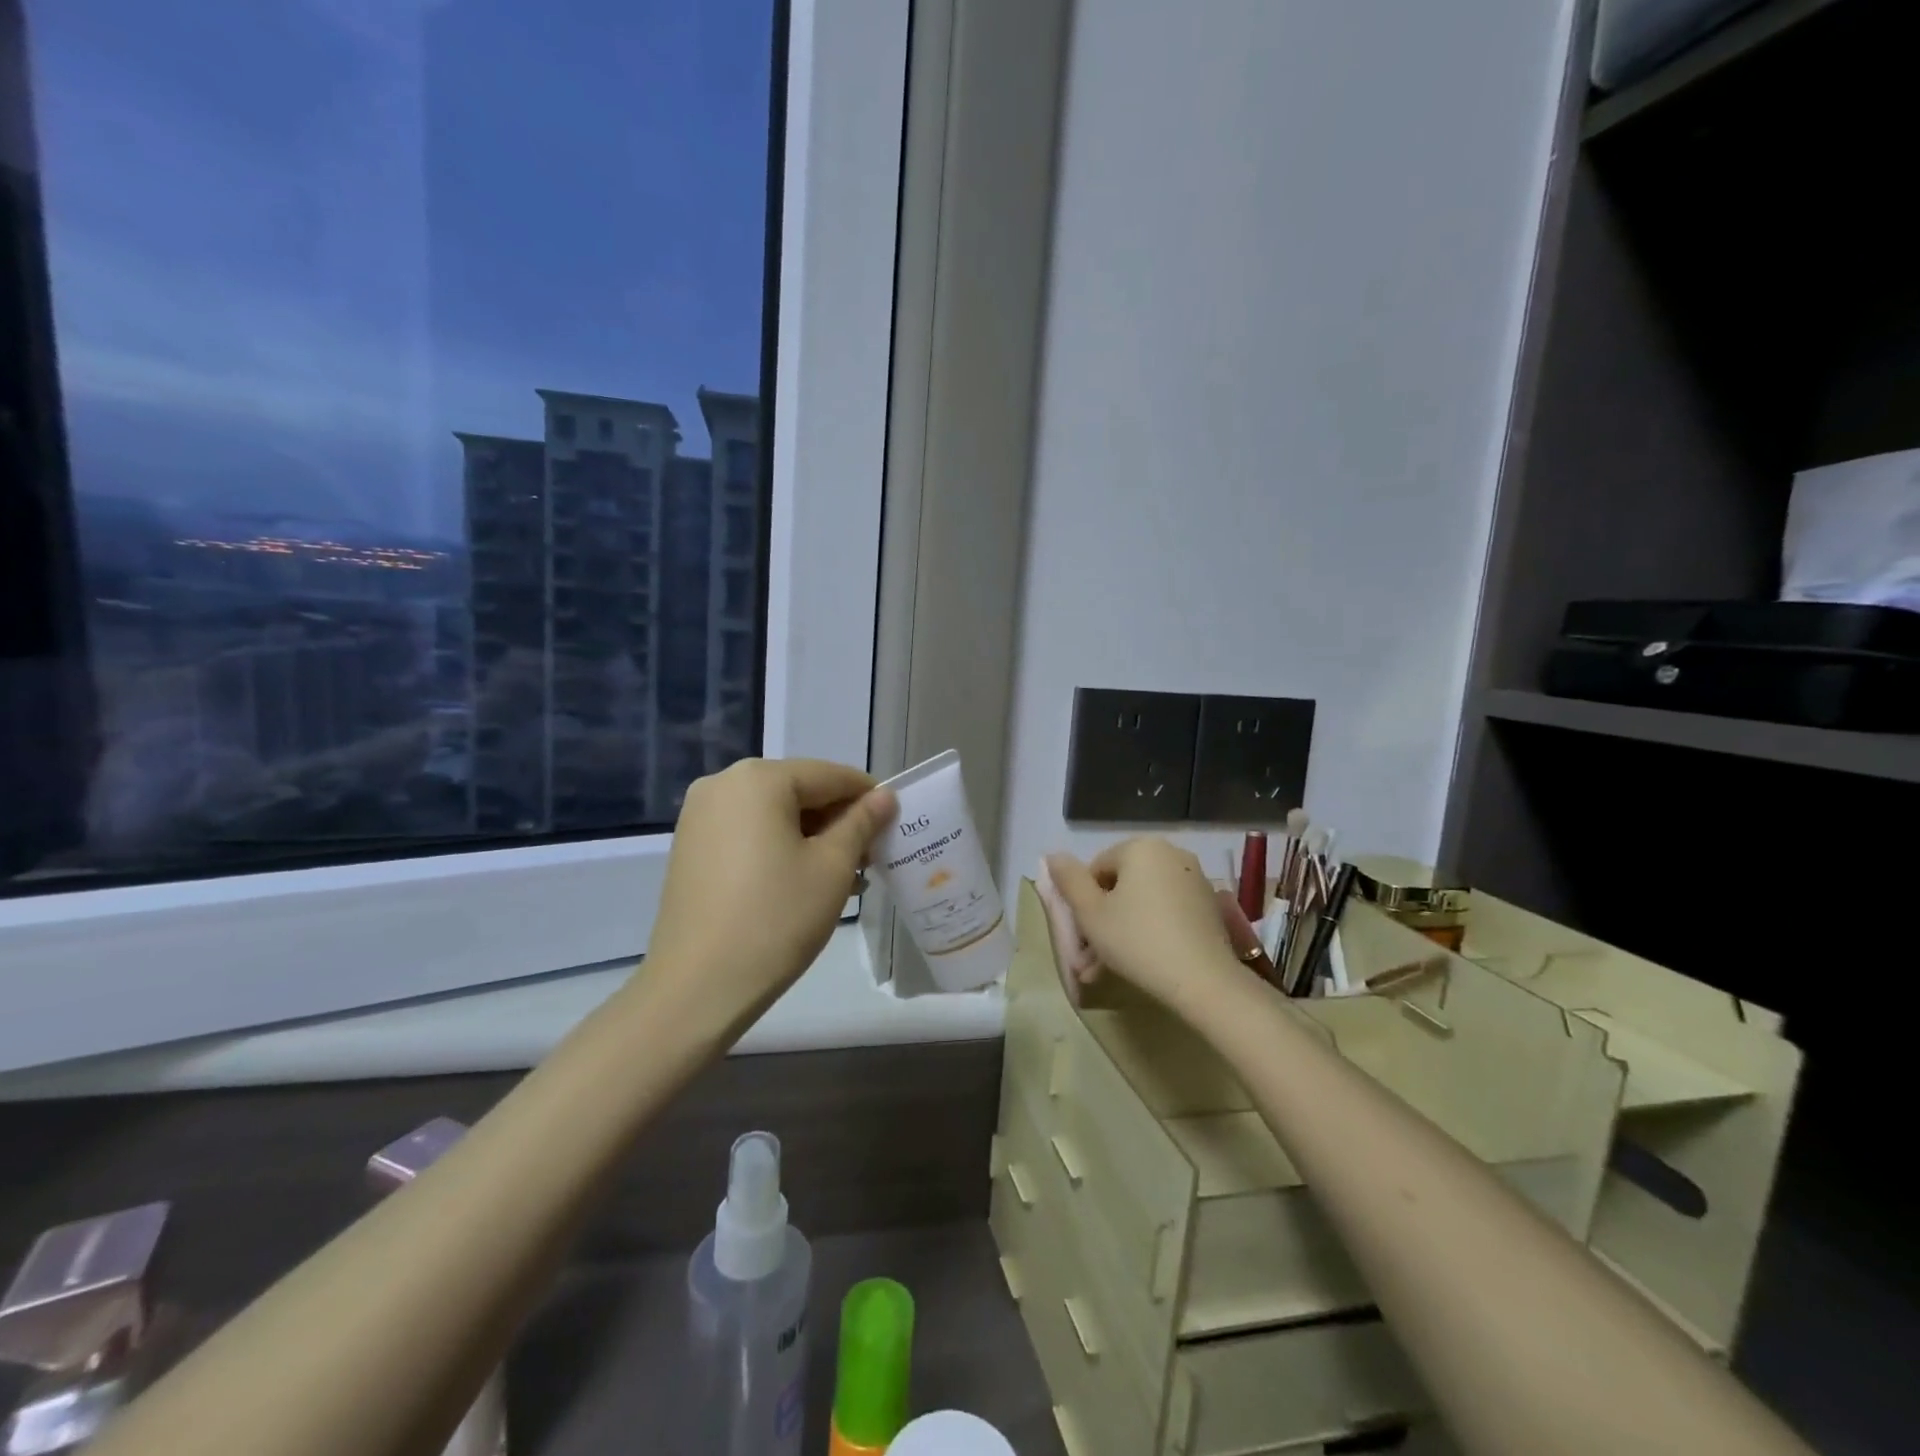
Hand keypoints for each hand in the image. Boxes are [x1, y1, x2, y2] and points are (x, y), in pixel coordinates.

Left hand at [648, 758, 896, 1020]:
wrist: (697, 987)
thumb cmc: (775, 919)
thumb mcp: (832, 867)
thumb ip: (861, 823)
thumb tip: (884, 796)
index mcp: (759, 779)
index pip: (830, 775)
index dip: (869, 797)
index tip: (897, 824)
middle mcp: (723, 784)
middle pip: (800, 791)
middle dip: (839, 821)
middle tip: (871, 858)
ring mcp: (700, 816)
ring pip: (775, 814)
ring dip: (813, 838)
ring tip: (846, 878)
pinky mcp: (691, 847)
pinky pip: (749, 833)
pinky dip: (781, 848)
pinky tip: (805, 882)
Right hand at [1044, 839, 1243, 1014]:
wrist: (1203, 981)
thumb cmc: (1137, 940)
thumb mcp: (1090, 913)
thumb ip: (1068, 880)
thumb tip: (1053, 855)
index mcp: (1141, 847)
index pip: (1096, 869)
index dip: (1083, 903)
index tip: (1081, 937)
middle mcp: (1171, 853)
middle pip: (1122, 885)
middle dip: (1103, 921)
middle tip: (1090, 959)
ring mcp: (1194, 879)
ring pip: (1143, 902)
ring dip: (1122, 930)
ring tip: (1108, 970)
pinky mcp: (1209, 905)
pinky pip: (1167, 912)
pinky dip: (1151, 931)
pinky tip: (1141, 963)